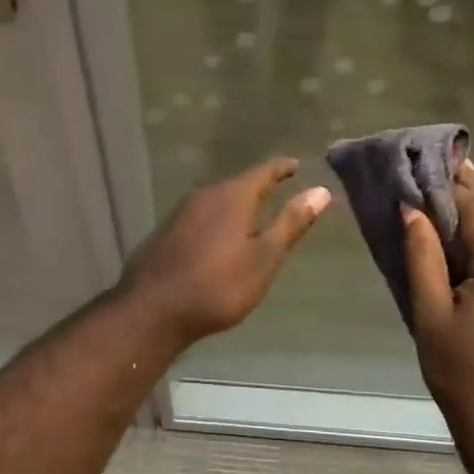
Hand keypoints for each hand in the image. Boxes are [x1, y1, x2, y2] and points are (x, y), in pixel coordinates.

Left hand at [118, 158, 331, 345]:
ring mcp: (181, 213)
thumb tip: (321, 190)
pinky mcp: (167, 231)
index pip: (263, 172)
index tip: (295, 165)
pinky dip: (218, 220)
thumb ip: (291, 223)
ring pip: (217, 201)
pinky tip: (221, 237)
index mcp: (232, 196)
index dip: (281, 168)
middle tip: (279, 189)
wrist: (153, 308)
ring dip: (236, 204)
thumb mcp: (264, 257)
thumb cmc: (218, 285)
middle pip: (237, 185)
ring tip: (254, 215)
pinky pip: (201, 217)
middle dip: (258, 186)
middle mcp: (204, 195)